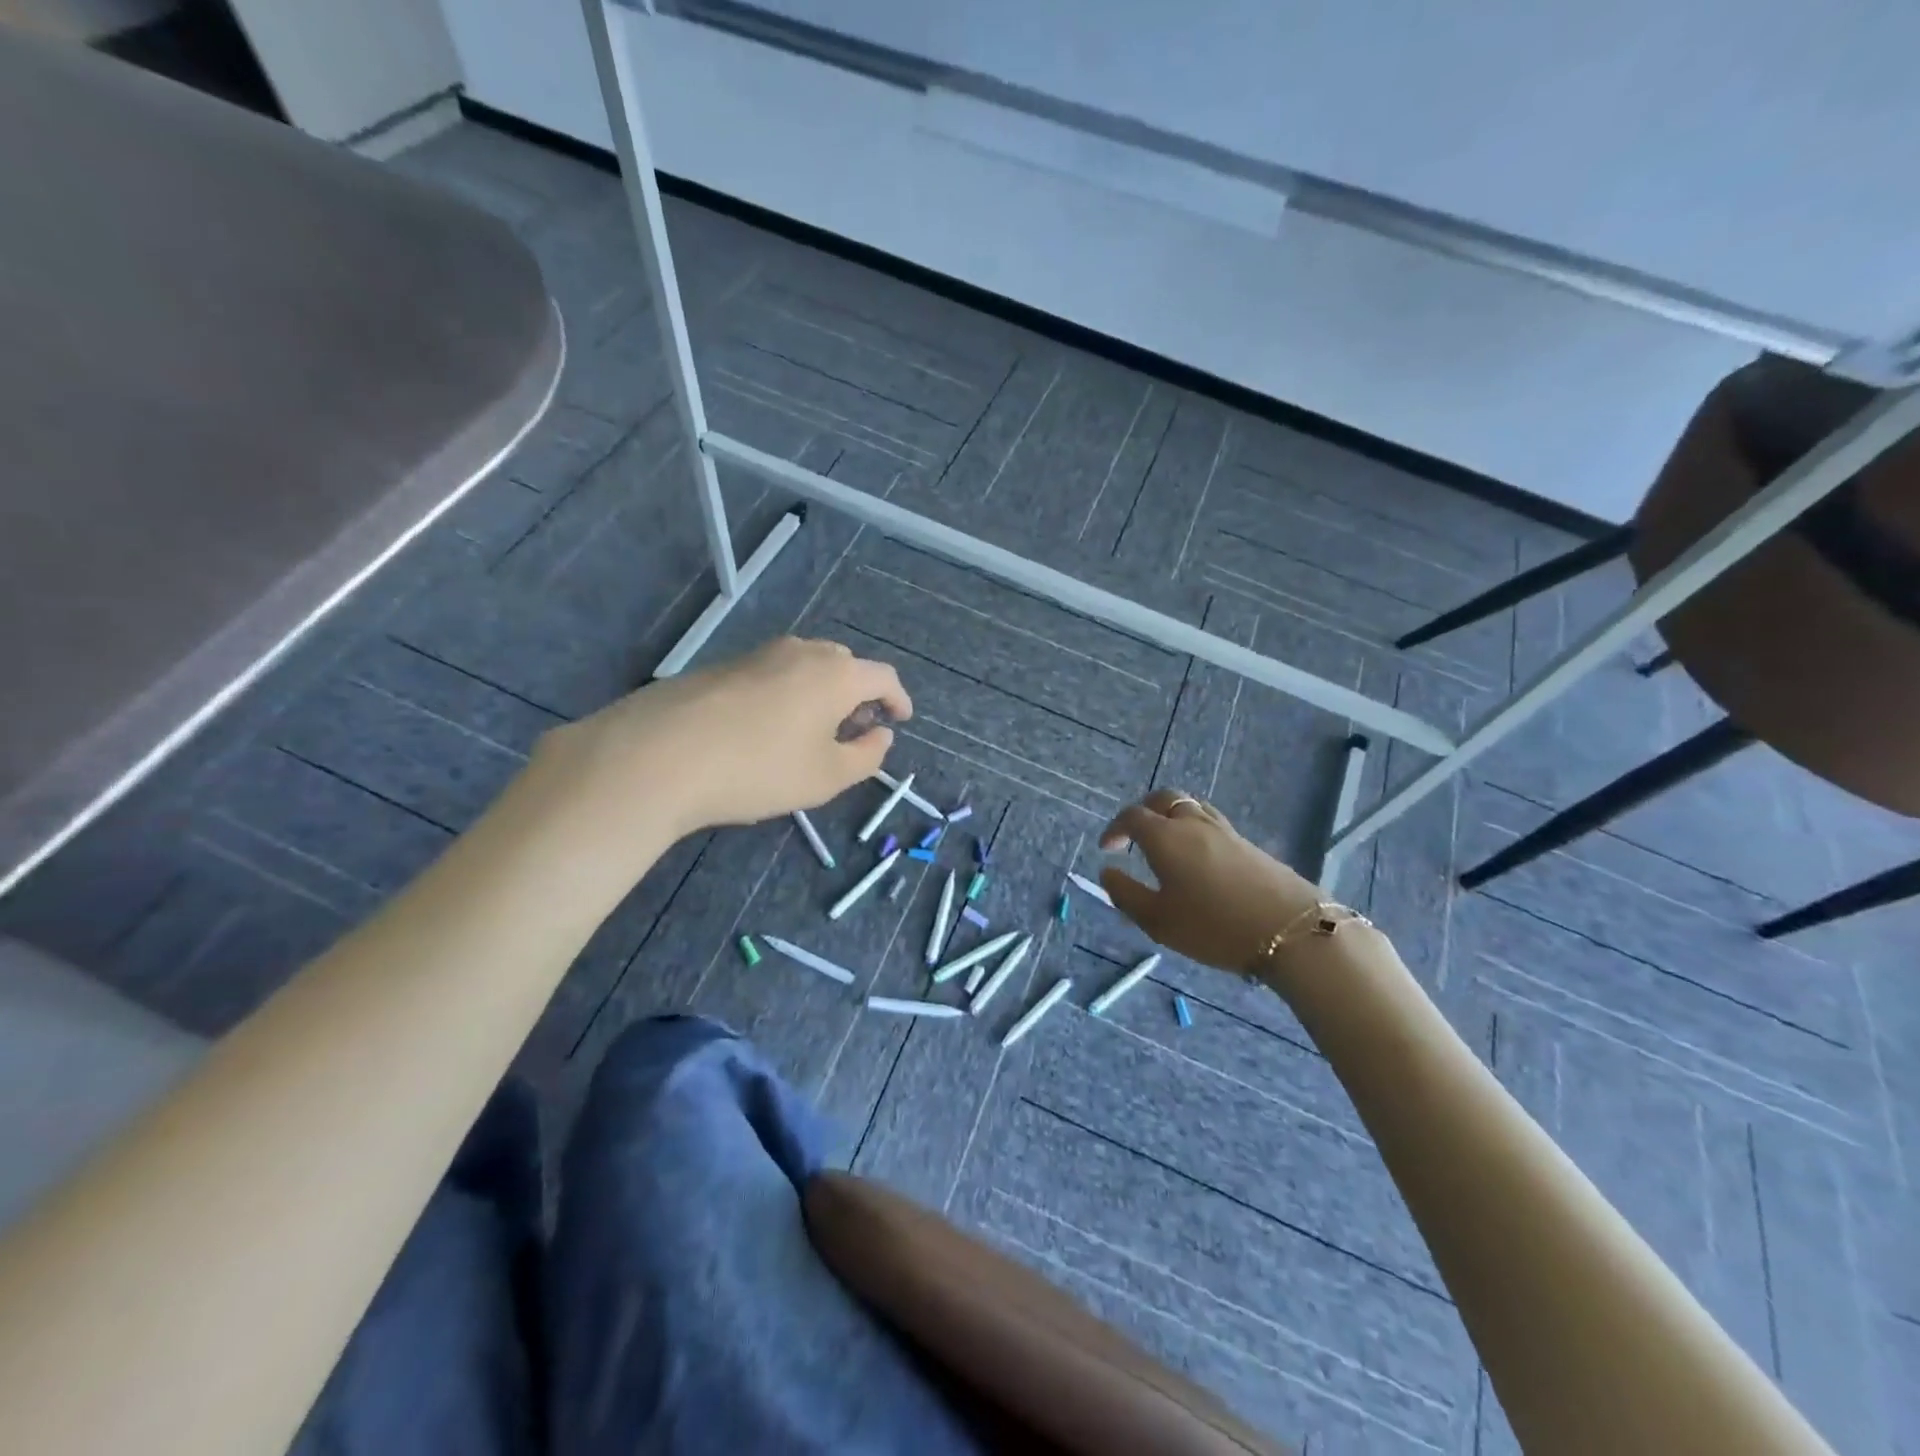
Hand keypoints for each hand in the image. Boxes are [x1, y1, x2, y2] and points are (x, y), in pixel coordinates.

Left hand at [536, 637, 911, 839]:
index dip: (898, 700)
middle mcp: (801, 652)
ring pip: (806, 667)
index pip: (883, 677)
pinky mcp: (722, 666)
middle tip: (855, 729)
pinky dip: (788, 695)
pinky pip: (772, 674)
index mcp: (836, 674)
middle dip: (859, 695)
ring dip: (822, 693)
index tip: (901, 721)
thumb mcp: (826, 777)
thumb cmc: (758, 769)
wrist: (657, 755)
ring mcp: (757, 654)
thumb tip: (880, 734)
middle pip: (845, 665)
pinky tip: (768, 729)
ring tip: (813, 731)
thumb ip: (867, 755)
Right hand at [1099, 789, 1323, 976]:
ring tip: (1168, 845)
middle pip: (1164, 799)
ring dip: (1172, 817)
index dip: (1115, 828)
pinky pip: (1212, 823)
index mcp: (1165, 837)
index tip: (1108, 849)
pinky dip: (1195, 830)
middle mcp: (1193, 823)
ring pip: (1191, 807)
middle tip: (1135, 837)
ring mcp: (1225, 830)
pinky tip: (1199, 860)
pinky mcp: (1248, 843)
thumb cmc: (1213, 926)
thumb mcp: (1158, 921)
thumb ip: (1126, 894)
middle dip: (1144, 811)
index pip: (1132, 816)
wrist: (1291, 930)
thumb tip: (1107, 872)